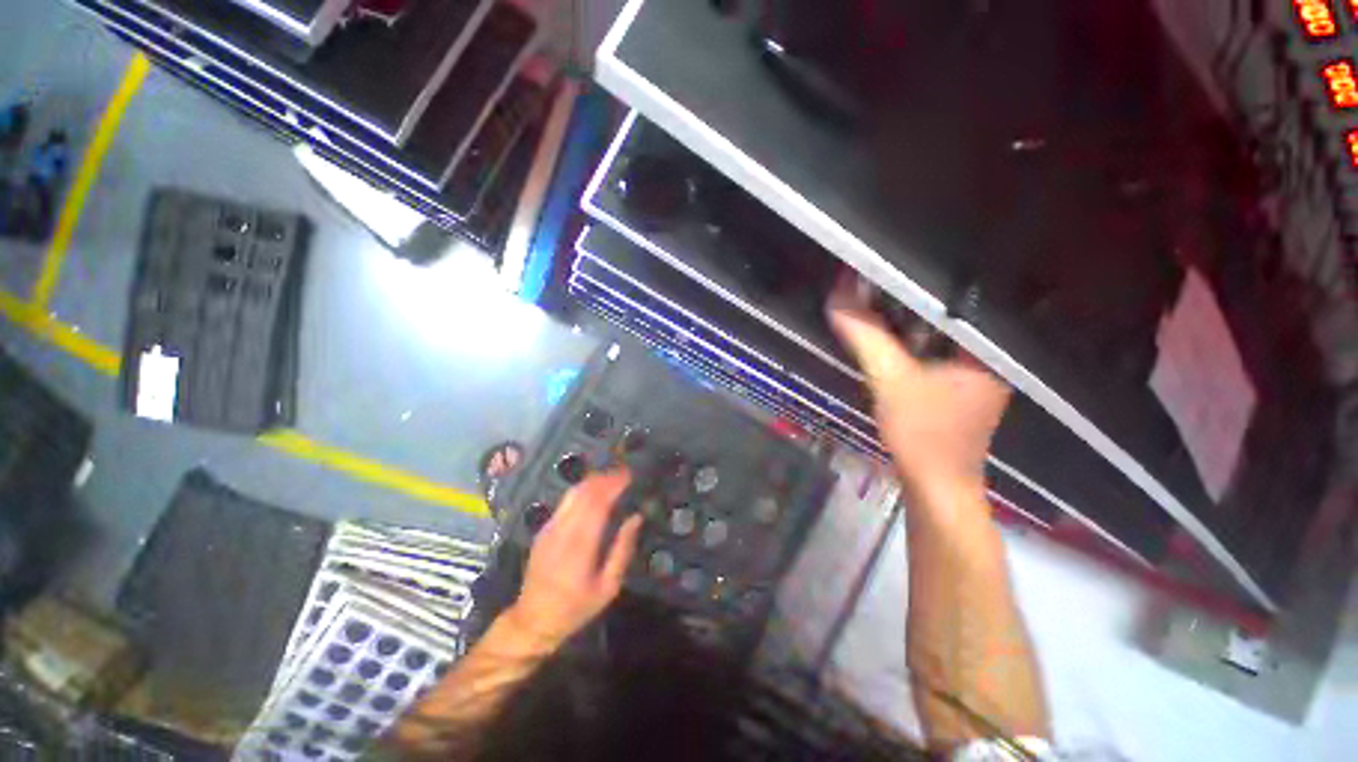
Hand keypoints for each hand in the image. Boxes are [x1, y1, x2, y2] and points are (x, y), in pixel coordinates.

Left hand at [506, 470, 642, 648]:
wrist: (532, 620)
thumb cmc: (575, 607)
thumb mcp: (608, 587)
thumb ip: (623, 550)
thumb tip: (636, 518)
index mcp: (580, 546)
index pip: (598, 503)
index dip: (613, 484)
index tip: (629, 475)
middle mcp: (563, 531)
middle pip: (584, 492)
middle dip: (606, 478)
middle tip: (624, 472)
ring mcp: (550, 528)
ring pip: (573, 493)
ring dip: (594, 480)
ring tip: (612, 477)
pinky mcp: (544, 529)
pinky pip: (565, 501)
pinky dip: (582, 490)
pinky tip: (594, 492)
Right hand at [826, 279, 1010, 503]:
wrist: (934, 487)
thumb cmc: (922, 435)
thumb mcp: (890, 381)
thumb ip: (867, 338)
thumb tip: (838, 296)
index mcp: (985, 346)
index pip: (951, 295)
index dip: (912, 280)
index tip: (880, 268)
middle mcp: (987, 353)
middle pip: (943, 313)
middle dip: (906, 299)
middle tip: (871, 280)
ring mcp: (974, 371)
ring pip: (936, 332)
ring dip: (904, 320)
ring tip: (873, 299)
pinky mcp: (956, 385)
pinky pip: (931, 350)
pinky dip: (908, 342)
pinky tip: (886, 337)